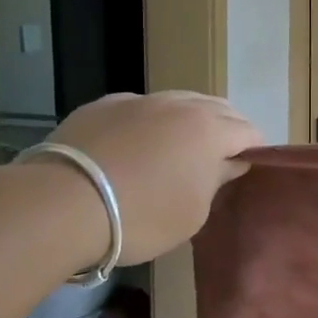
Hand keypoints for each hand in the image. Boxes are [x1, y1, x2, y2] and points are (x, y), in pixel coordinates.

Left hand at [46, 92, 262, 264]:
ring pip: (179, 101)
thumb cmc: (142, 216)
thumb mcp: (193, 212)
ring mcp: (139, 100)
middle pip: (218, 108)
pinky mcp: (104, 105)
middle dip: (227, 129)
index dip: (254, 150)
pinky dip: (150, 122)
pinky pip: (142, 107)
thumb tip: (231, 162)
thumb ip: (217, 180)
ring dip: (189, 121)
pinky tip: (137, 145)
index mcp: (210, 130)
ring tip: (179, 149)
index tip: (247, 170)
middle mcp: (179, 105)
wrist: (62, 204)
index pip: (249, 131)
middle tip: (219, 159)